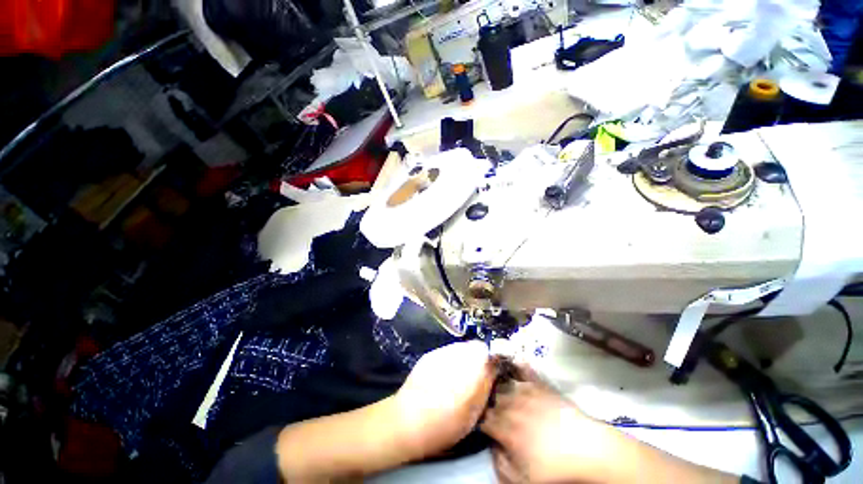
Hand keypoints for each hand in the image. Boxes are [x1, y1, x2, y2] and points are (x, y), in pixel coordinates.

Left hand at [392, 340, 496, 459]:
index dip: (489, 360)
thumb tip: (493, 370)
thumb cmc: (445, 424)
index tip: (489, 372)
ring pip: (460, 348)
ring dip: (463, 358)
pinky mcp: (429, 354)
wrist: (408, 421)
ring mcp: (442, 352)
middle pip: (474, 346)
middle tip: (474, 377)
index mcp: (471, 368)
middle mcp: (457, 354)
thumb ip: (485, 386)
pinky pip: (446, 351)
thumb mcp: (473, 413)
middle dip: (477, 358)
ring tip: (457, 377)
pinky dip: (449, 360)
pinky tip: (443, 376)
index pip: (487, 350)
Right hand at [481, 364, 608, 483]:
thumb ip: (501, 464)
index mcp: (505, 428)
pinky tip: (515, 362)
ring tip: (498, 389)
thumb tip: (491, 446)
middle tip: (492, 409)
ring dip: (499, 387)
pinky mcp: (539, 384)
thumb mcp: (523, 479)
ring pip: (503, 384)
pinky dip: (518, 366)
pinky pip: (525, 370)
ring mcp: (525, 391)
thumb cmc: (554, 467)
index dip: (481, 420)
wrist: (587, 449)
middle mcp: (511, 405)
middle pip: (492, 400)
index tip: (482, 423)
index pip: (484, 419)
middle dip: (489, 404)